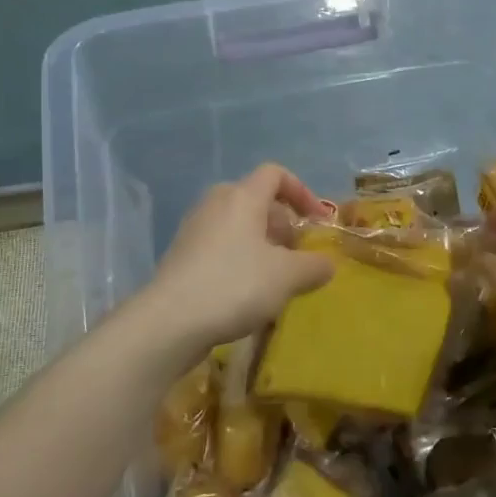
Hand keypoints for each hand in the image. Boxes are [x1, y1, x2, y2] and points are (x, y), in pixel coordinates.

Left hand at [134, 164, 333, 359]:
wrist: (169, 322)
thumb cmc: (235, 285)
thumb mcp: (288, 277)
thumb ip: (314, 266)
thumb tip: (326, 264)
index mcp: (242, 197)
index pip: (276, 174)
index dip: (302, 192)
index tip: (317, 221)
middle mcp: (216, 204)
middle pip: (257, 200)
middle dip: (283, 223)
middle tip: (297, 252)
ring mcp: (194, 229)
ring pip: (238, 225)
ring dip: (262, 244)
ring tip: (276, 277)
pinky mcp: (181, 256)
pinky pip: (221, 246)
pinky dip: (240, 259)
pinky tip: (248, 293)